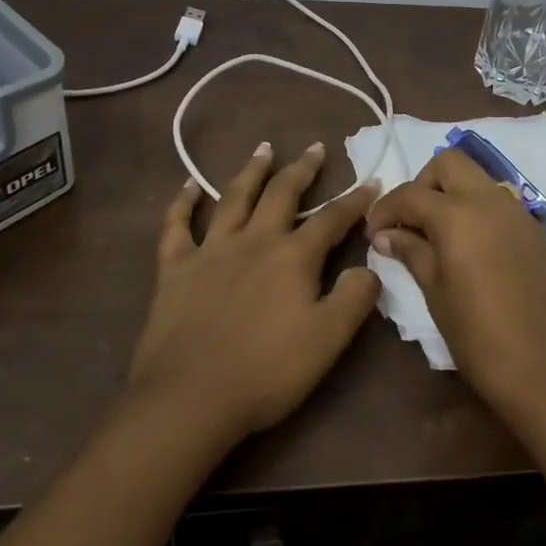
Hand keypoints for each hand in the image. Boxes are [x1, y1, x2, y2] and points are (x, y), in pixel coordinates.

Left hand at [129, 142, 381, 443]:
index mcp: (293, 257)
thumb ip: (355, 298)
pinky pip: (177, 226)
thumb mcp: (328, 340)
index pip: (332, 220)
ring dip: (252, 171)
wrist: (190, 398)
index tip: (371, 181)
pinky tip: (190, 185)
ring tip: (264, 149)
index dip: (354, 200)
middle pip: (282, 194)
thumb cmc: (267, 371)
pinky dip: (183, 202)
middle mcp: (253, 241)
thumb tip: (369, 266)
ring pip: (233, 198)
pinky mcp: (174, 268)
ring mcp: (210, 251)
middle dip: (302, 169)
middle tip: (314, 147)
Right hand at [365, 148, 545, 424]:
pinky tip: (469, 249)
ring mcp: (519, 213)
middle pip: (449, 163)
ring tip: (436, 237)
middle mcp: (491, 200)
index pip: (410, 193)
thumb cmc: (481, 339)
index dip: (384, 210)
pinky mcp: (537, 232)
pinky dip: (476, 210)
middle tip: (409, 223)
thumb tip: (386, 235)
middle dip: (422, 184)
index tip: (373, 234)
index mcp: (458, 214)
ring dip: (451, 194)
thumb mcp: (436, 295)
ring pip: (477, 179)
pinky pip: (499, 203)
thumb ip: (411, 253)